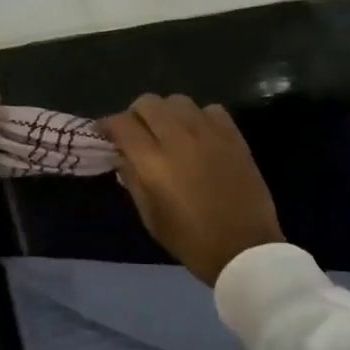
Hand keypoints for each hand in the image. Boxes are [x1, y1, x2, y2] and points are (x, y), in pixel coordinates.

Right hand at [99, 95, 284, 285]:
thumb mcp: (150, 216)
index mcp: (153, 162)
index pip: (122, 124)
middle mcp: (178, 139)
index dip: (107, 125)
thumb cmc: (191, 240)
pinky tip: (199, 136)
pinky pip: (210, 109)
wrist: (245, 248)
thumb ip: (132, 179)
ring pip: (178, 100)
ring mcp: (209, 133)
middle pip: (148, 103)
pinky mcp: (233, 136)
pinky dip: (199, 117)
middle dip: (135, 114)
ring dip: (166, 112)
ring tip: (169, 131)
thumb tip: (121, 155)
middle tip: (137, 133)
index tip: (105, 134)